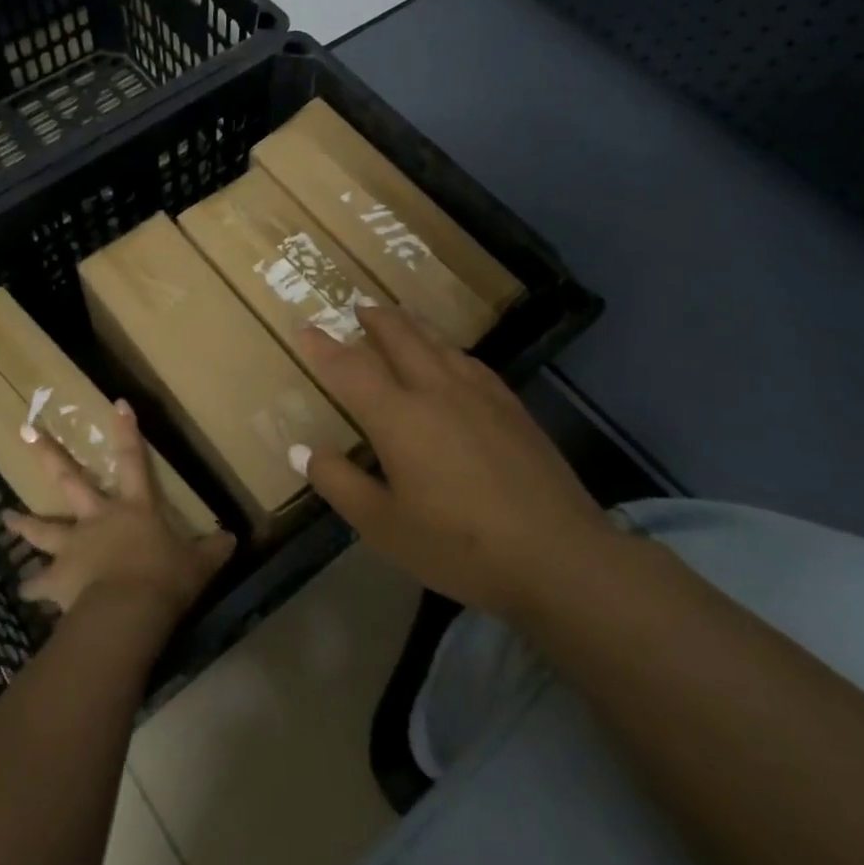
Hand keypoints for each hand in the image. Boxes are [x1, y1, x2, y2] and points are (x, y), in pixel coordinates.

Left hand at [3, 400, 235, 623]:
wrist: (129, 611)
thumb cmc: (165, 579)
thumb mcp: (198, 564)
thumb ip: (213, 549)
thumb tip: (233, 538)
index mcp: (134, 507)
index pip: (132, 459)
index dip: (126, 431)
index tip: (117, 403)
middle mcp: (99, 518)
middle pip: (69, 479)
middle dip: (48, 454)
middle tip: (25, 431)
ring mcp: (74, 545)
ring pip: (43, 528)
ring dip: (24, 523)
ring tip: (5, 517)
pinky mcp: (59, 578)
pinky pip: (40, 583)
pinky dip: (32, 587)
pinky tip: (24, 590)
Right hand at [293, 305, 612, 617]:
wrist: (559, 556)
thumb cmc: (460, 546)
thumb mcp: (383, 527)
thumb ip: (339, 483)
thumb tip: (304, 450)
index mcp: (398, 416)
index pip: (349, 368)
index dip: (323, 347)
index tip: (305, 329)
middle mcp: (436, 390)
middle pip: (400, 336)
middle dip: (374, 318)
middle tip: (358, 309)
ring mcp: (479, 394)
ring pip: (438, 342)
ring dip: (411, 325)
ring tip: (398, 319)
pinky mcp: (511, 406)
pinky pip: (469, 360)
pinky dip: (447, 348)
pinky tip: (452, 358)